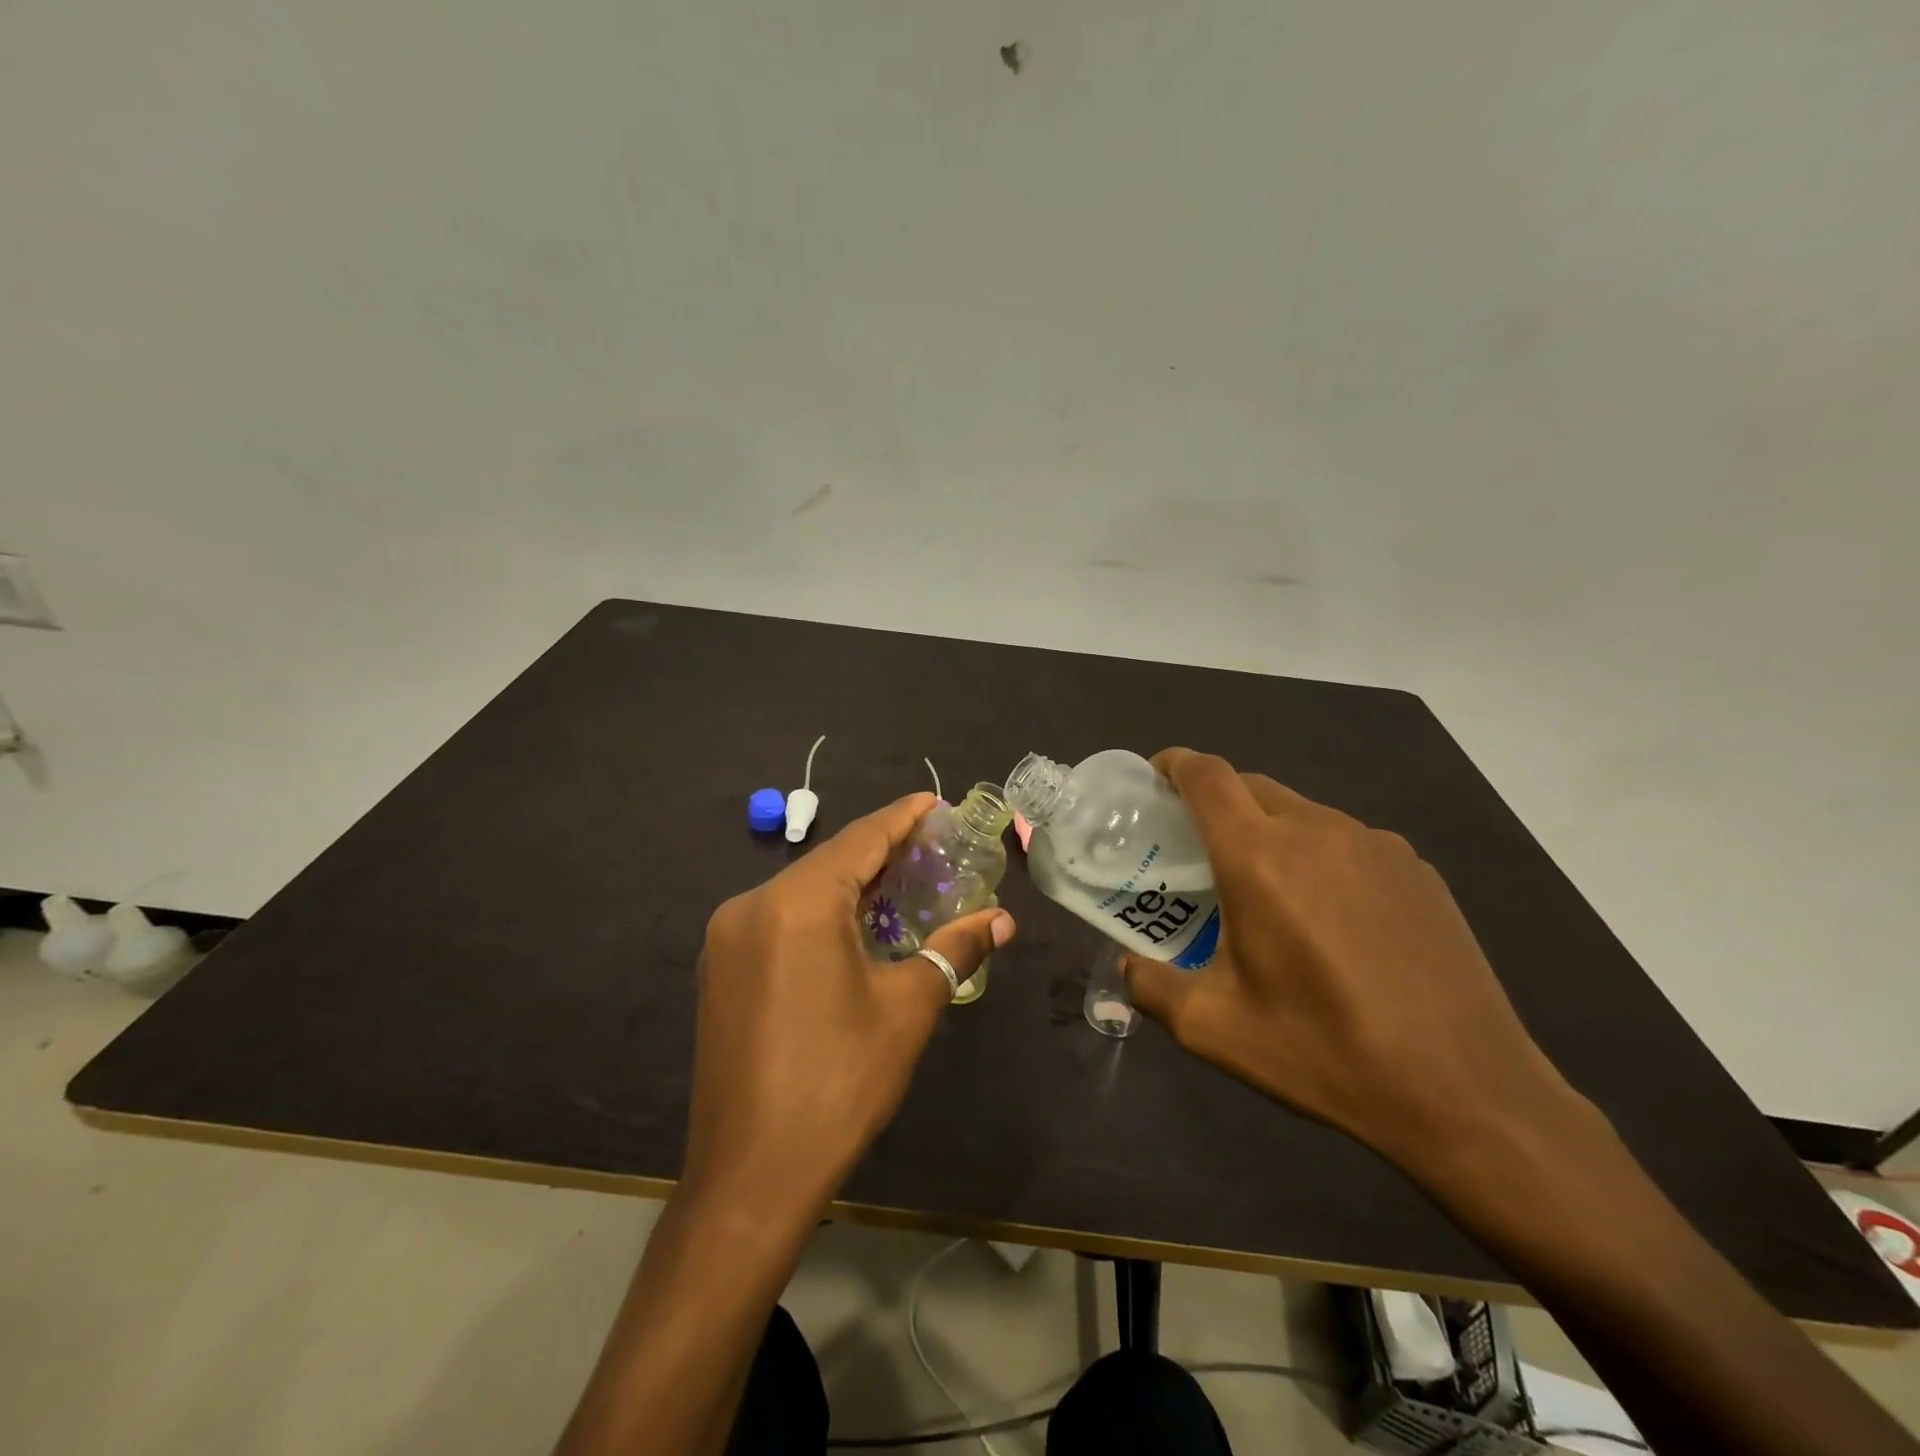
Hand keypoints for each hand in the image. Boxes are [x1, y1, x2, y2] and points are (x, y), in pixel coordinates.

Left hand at [684, 793, 1015, 1221]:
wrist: (750, 1177)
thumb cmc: (839, 1082)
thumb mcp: (908, 1008)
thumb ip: (955, 949)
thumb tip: (1001, 920)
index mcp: (798, 903)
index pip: (861, 839)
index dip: (902, 818)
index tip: (935, 802)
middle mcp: (752, 904)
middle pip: (830, 862)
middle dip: (882, 851)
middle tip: (932, 847)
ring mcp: (728, 938)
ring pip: (802, 890)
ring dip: (852, 884)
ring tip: (902, 884)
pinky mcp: (720, 969)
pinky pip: (780, 919)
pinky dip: (821, 913)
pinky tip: (854, 928)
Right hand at [1122, 749, 1577, 1172]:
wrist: (1467, 1093)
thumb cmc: (1324, 1052)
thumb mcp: (1213, 1029)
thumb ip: (1151, 987)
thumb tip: (1128, 967)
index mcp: (1259, 857)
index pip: (1207, 776)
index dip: (1174, 764)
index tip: (1154, 779)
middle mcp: (1317, 831)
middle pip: (1251, 785)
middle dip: (1215, 800)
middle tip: (1197, 846)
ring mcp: (1376, 845)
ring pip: (1302, 812)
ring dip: (1268, 830)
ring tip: (1266, 889)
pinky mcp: (1418, 869)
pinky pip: (1348, 841)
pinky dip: (1319, 856)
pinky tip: (1331, 918)